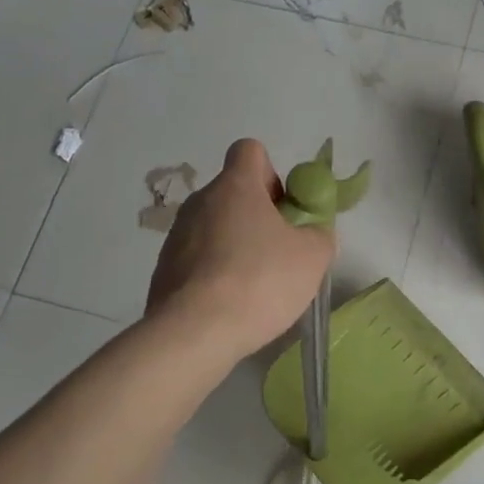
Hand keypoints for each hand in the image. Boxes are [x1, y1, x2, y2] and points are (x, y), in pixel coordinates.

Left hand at [146, 138, 334, 359]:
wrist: (194, 333)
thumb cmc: (259, 281)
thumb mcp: (312, 257)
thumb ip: (319, 234)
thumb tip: (312, 232)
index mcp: (235, 186)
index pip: (250, 150)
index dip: (272, 173)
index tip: (285, 208)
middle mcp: (200, 201)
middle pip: (233, 192)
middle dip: (258, 215)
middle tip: (280, 251)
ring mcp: (176, 236)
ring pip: (215, 227)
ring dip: (236, 245)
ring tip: (256, 285)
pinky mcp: (164, 270)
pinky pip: (198, 259)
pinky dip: (216, 273)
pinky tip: (231, 304)